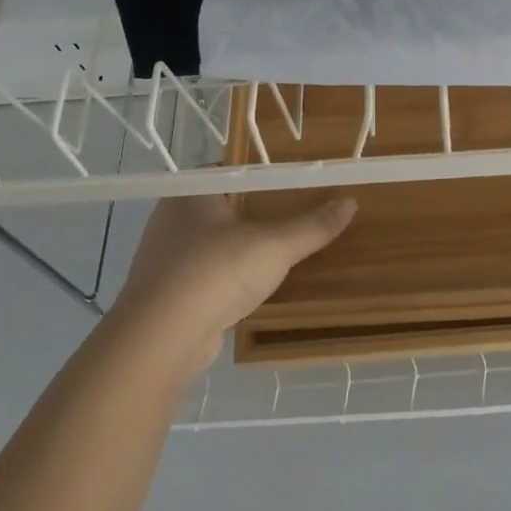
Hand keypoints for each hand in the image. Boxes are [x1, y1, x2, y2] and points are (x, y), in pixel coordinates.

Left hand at [103, 194, 355, 381]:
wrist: (160, 340)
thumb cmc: (215, 273)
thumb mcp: (274, 246)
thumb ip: (312, 226)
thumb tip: (350, 202)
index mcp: (192, 193)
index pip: (231, 170)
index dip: (264, 175)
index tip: (295, 182)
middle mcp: (172, 218)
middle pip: (225, 206)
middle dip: (258, 212)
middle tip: (297, 214)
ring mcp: (166, 257)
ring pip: (215, 243)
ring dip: (243, 248)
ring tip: (282, 251)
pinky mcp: (169, 293)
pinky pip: (207, 275)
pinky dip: (230, 278)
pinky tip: (255, 287)